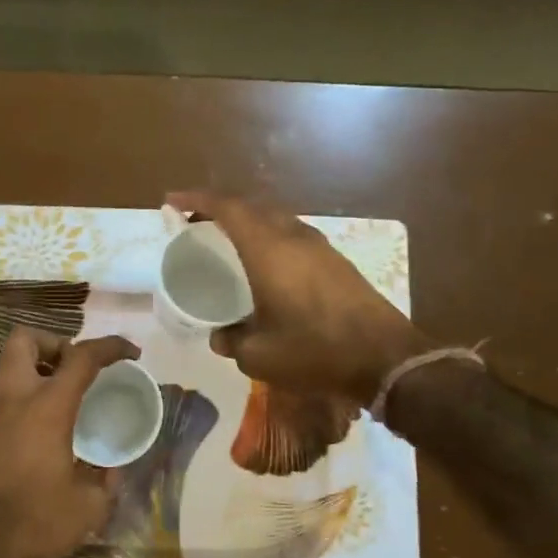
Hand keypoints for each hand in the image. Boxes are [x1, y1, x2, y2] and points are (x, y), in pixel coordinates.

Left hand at [0, 328, 139, 557]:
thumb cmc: (36, 522)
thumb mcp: (89, 506)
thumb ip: (106, 479)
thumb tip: (112, 469)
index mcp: (47, 407)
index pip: (82, 357)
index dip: (111, 346)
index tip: (131, 353)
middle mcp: (13, 398)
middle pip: (24, 339)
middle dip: (54, 342)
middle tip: (75, 368)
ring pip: (5, 362)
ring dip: (34, 364)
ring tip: (59, 392)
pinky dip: (21, 391)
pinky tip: (38, 423)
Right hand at [168, 190, 424, 408]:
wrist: (385, 358)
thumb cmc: (315, 351)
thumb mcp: (260, 356)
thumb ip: (232, 341)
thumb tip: (220, 336)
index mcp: (268, 251)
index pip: (227, 209)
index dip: (197, 199)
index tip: (172, 201)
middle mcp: (293, 238)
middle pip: (251, 207)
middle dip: (219, 209)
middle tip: (195, 225)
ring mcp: (319, 247)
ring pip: (275, 219)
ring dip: (248, 222)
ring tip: (227, 242)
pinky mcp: (335, 261)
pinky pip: (292, 235)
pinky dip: (269, 237)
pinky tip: (264, 264)